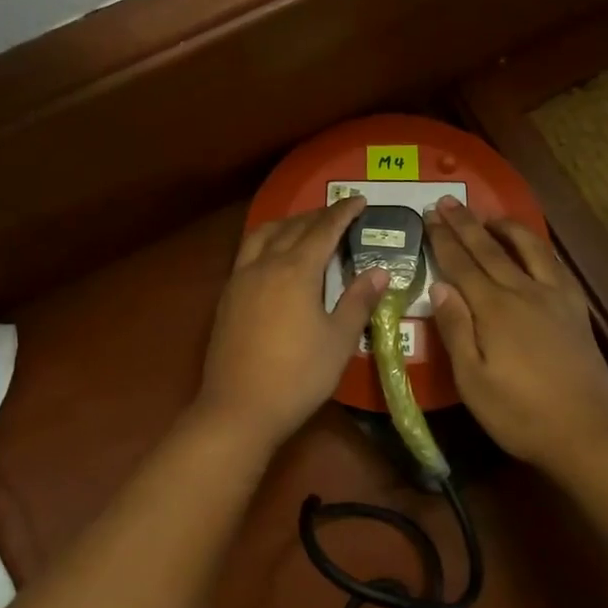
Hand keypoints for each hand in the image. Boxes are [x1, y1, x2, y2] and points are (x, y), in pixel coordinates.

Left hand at [195, 197, 387, 452]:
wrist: (239, 408)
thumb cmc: (298, 376)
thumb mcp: (339, 340)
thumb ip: (358, 301)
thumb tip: (380, 271)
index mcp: (296, 270)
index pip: (323, 230)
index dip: (343, 213)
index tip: (359, 200)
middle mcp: (265, 265)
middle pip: (292, 228)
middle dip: (316, 216)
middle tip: (337, 213)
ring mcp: (240, 280)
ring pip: (262, 236)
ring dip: (286, 224)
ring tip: (303, 227)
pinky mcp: (227, 298)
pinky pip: (247, 253)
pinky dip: (265, 242)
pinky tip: (272, 258)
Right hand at [426, 196, 607, 471]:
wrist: (588, 431)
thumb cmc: (520, 413)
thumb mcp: (472, 381)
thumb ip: (456, 329)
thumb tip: (439, 287)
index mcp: (494, 310)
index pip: (462, 265)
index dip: (444, 240)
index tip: (429, 217)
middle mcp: (524, 292)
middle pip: (490, 249)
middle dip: (466, 224)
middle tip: (448, 201)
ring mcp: (554, 298)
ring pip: (528, 248)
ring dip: (505, 227)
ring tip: (489, 215)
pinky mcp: (575, 309)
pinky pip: (555, 265)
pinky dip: (538, 247)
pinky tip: (533, 247)